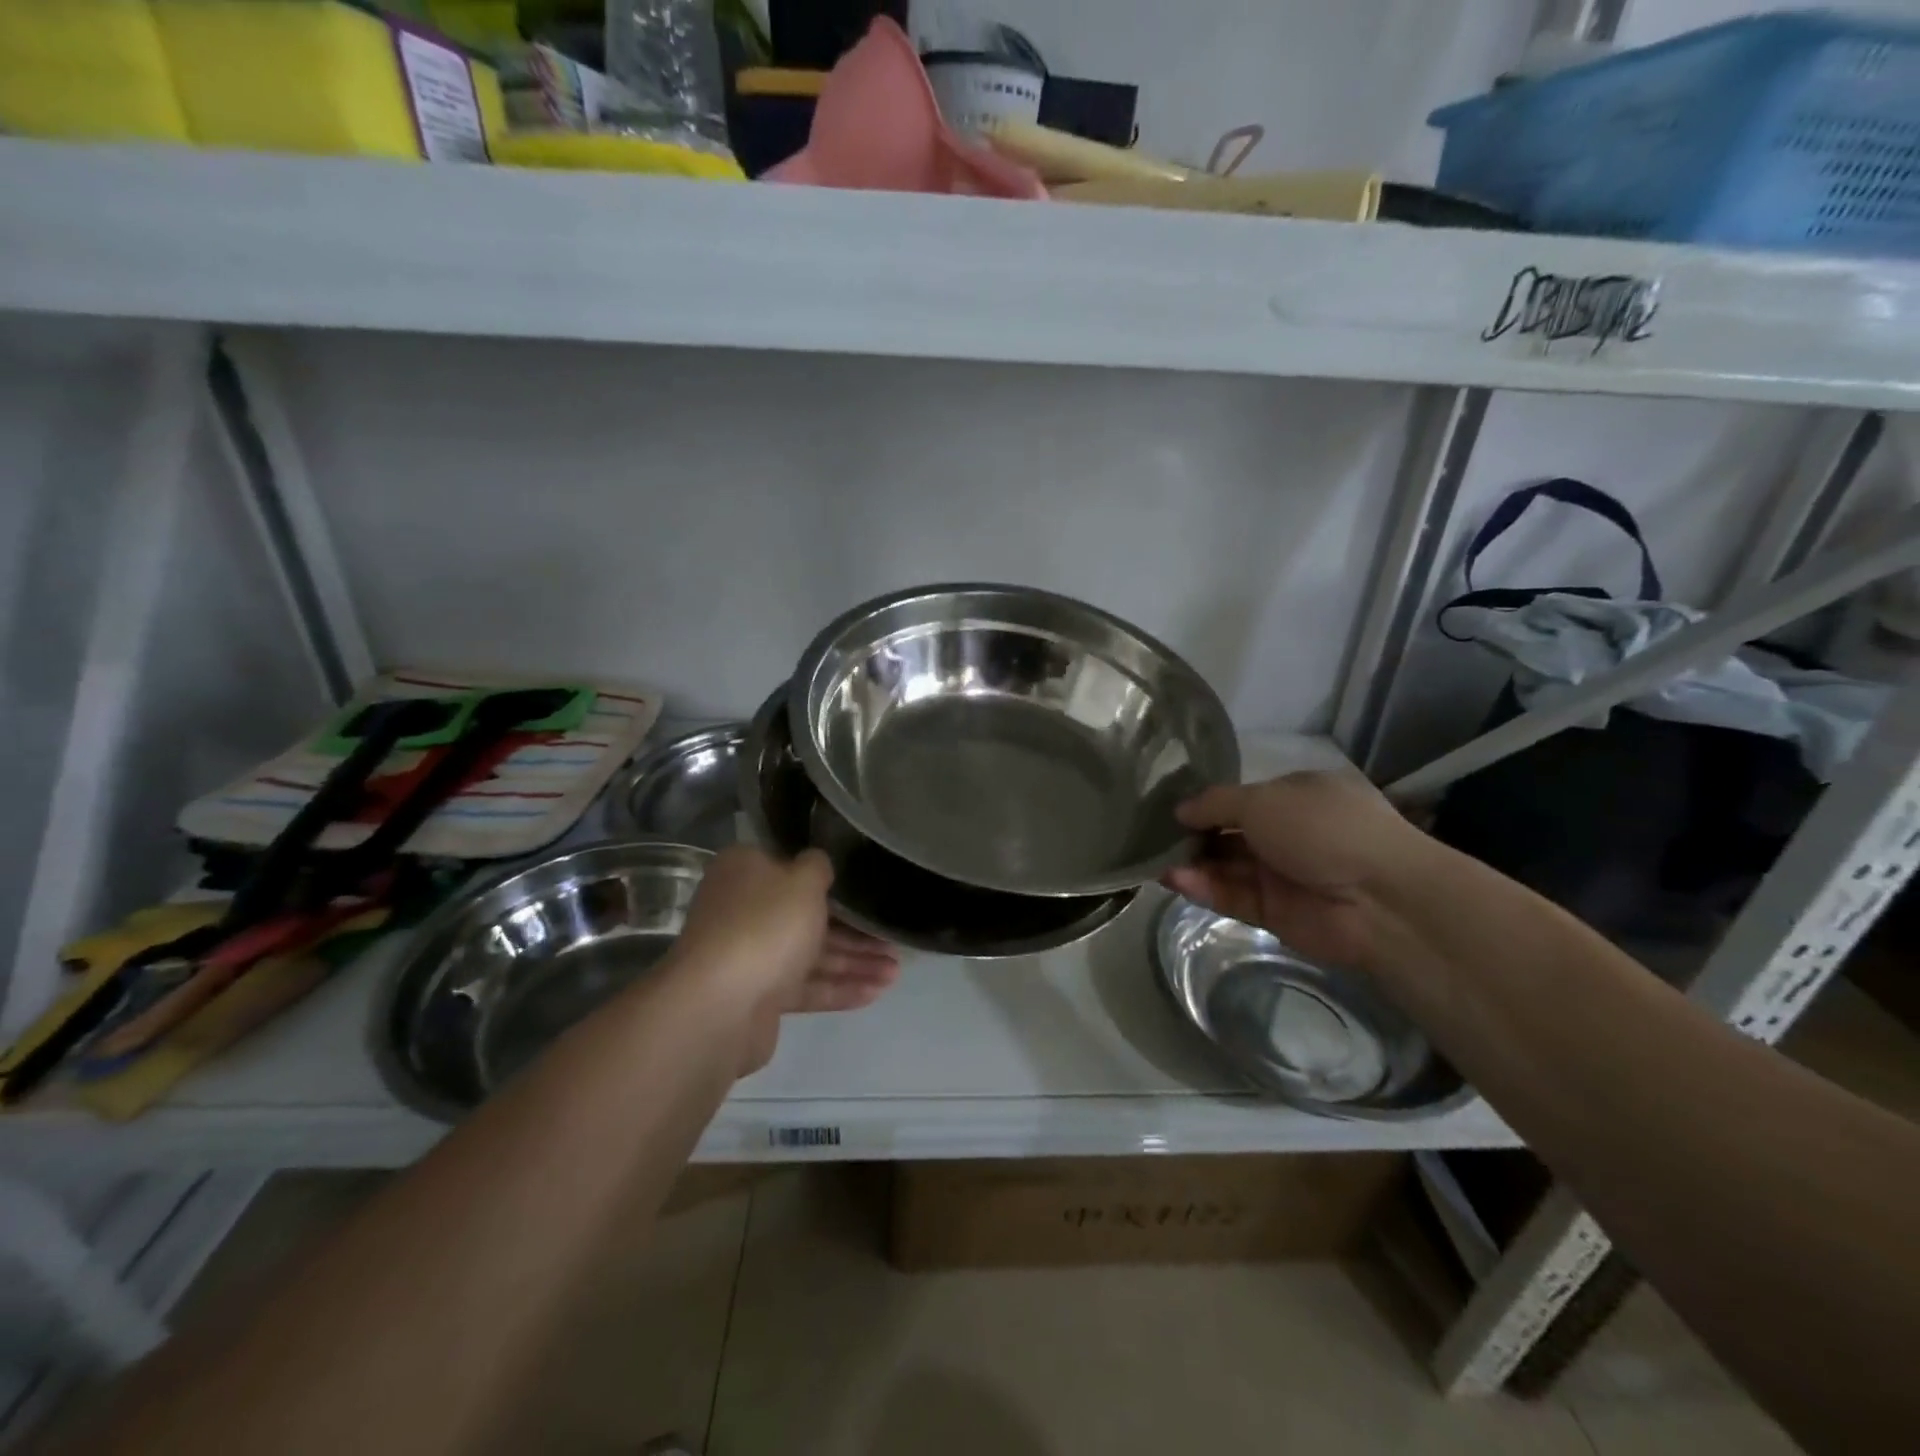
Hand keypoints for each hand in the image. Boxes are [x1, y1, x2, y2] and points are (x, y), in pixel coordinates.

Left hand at [673, 846, 900, 1072]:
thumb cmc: (765, 925)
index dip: (829, 880)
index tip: (865, 889)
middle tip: (892, 940)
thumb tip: (817, 866)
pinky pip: (805, 987)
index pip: (790, 868)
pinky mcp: (758, 997)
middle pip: (806, 916)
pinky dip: (837, 989)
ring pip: (810, 955)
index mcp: (745, 873)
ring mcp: (750, 956)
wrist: (719, 1006)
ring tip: (895, 973)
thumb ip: (818, 866)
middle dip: (854, 930)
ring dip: (853, 962)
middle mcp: (744, 910)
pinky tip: (874, 994)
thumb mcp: (802, 880)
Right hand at [1162, 771, 1428, 970]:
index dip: (1206, 803)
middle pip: (1229, 833)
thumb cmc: (1322, 828)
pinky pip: (1232, 895)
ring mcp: (1282, 874)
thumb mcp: (1262, 799)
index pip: (1241, 798)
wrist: (1379, 899)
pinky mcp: (1274, 911)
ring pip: (1226, 866)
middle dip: (1193, 835)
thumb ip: (1215, 803)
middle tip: (1153, 838)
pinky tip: (1174, 880)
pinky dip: (1204, 888)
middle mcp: (1289, 832)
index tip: (1169, 809)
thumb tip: (1180, 810)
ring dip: (1192, 863)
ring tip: (1154, 861)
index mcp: (1296, 796)